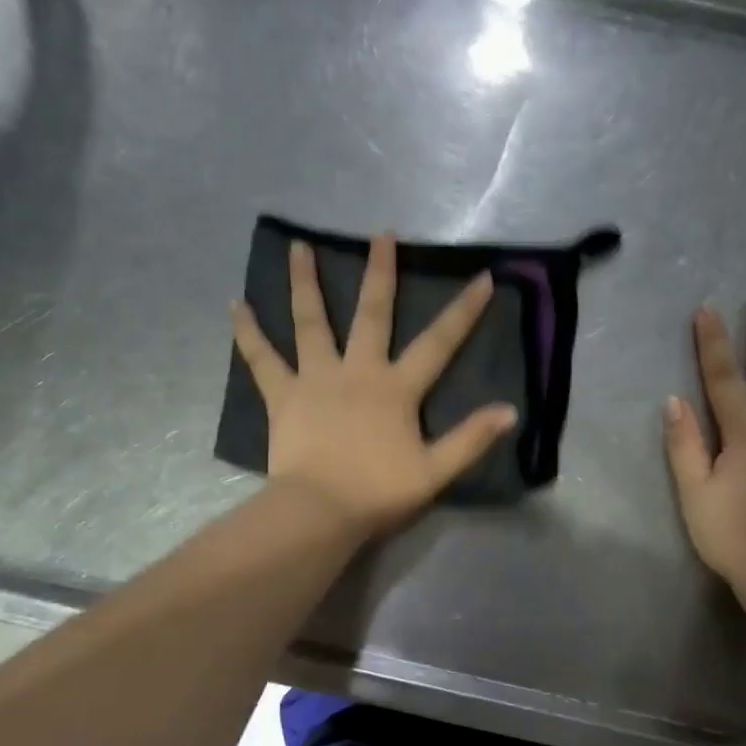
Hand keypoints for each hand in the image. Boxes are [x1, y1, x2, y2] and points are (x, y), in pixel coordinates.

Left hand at [231, 235, 518, 537]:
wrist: (319, 511)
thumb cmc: (378, 493)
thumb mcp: (435, 471)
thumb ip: (471, 439)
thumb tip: (510, 411)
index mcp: (396, 388)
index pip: (438, 343)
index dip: (464, 311)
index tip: (483, 277)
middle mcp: (357, 371)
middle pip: (371, 313)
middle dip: (380, 272)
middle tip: (381, 234)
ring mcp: (315, 379)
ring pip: (310, 322)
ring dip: (305, 283)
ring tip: (298, 247)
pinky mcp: (282, 396)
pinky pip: (261, 359)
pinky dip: (248, 333)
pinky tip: (235, 306)